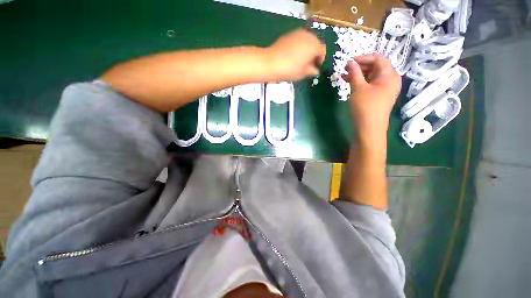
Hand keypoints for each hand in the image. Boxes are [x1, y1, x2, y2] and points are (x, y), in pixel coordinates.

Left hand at [265, 29, 325, 81]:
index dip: (320, 59)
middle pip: (316, 43)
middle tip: (308, 64)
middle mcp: (308, 36)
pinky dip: (299, 46)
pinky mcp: (289, 34)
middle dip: (314, 53)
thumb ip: (312, 70)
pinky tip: (293, 55)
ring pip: (307, 40)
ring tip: (300, 60)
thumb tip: (315, 71)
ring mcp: (298, 33)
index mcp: (314, 46)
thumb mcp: (302, 73)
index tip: (315, 66)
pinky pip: (298, 39)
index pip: (323, 51)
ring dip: (307, 49)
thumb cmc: (289, 69)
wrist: (271, 62)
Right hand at [344, 54, 400, 144]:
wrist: (369, 128)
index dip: (363, 58)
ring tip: (343, 76)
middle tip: (345, 69)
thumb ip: (354, 73)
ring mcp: (384, 89)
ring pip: (371, 77)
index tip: (349, 61)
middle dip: (359, 67)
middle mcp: (390, 80)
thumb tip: (350, 62)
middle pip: (375, 67)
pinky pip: (370, 85)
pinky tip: (349, 83)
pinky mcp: (378, 96)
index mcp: (389, 75)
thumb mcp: (358, 88)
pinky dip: (360, 83)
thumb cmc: (365, 106)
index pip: (378, 59)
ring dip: (358, 75)